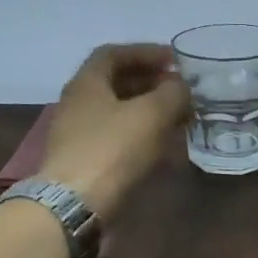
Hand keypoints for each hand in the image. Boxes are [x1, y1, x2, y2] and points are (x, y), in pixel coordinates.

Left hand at [41, 43, 189, 217]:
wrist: (76, 204)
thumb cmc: (112, 149)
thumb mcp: (151, 114)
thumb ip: (172, 93)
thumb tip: (181, 87)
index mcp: (87, 83)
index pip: (114, 54)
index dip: (145, 52)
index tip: (175, 60)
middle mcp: (78, 104)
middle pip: (117, 84)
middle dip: (152, 84)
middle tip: (181, 91)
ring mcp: (80, 135)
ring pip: (120, 114)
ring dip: (150, 112)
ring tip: (180, 119)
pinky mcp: (87, 162)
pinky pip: (119, 139)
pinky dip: (143, 137)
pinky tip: (164, 148)